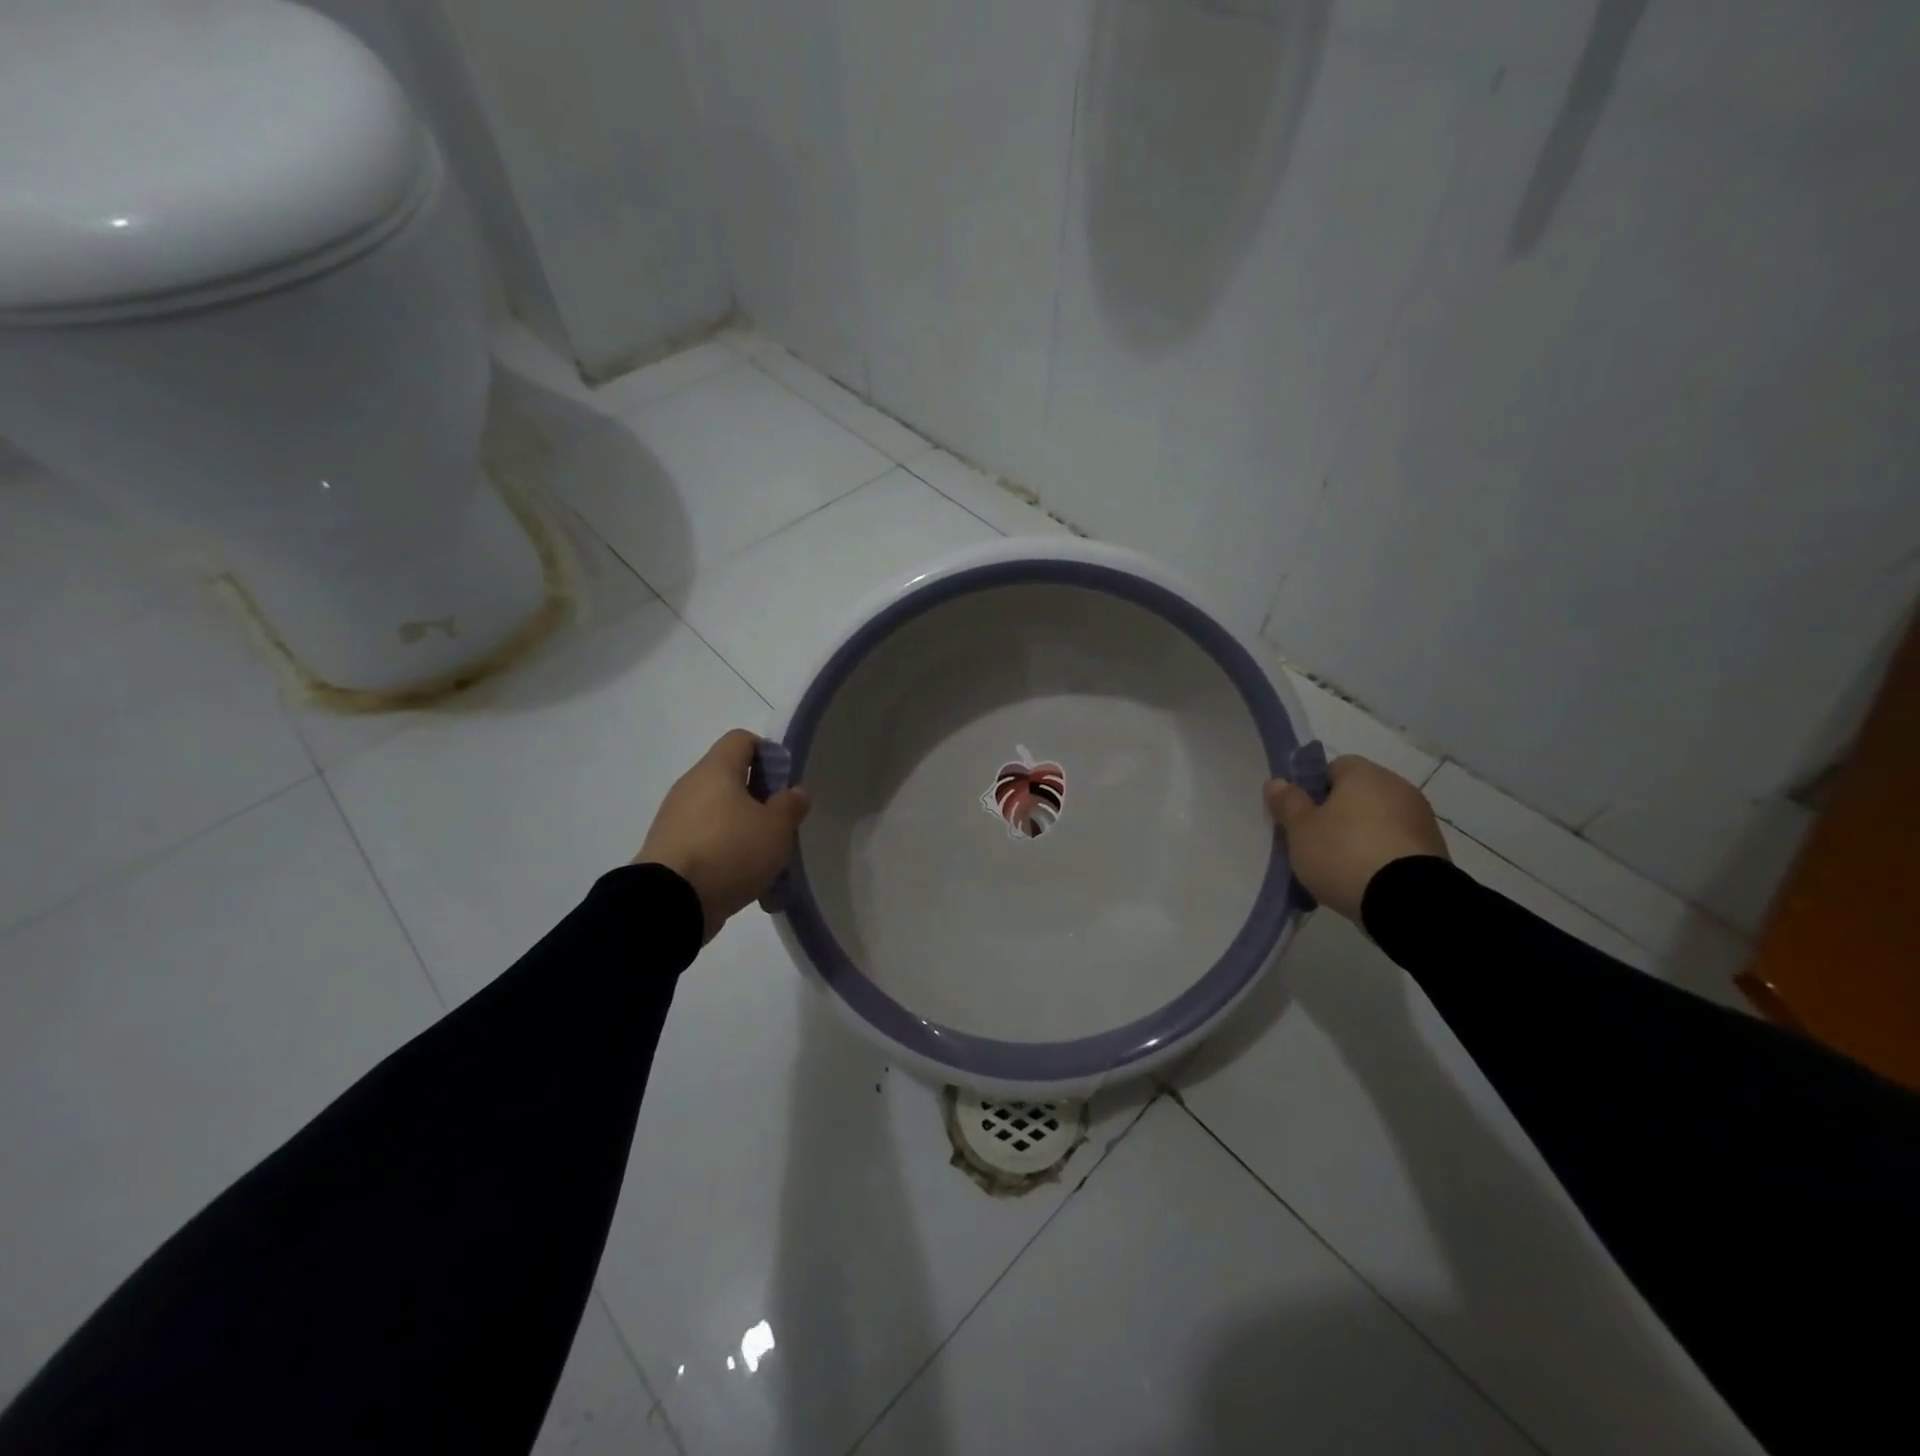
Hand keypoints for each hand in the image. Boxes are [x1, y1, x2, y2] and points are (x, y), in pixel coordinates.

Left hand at [637, 729, 810, 942]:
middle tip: (780, 826)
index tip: (784, 783)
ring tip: (765, 863)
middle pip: (730, 779)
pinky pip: (705, 843)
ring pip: (719, 814)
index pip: (742, 739)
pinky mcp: (668, 850)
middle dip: (759, 800)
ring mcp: (674, 819)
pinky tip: (743, 883)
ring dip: (743, 832)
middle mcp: (690, 786)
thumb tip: (793, 792)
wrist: (669, 902)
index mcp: (716, 770)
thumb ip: (790, 805)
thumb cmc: (730, 851)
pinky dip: (725, 856)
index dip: (768, 753)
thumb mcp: (776, 828)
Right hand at [1264, 755, 1447, 923]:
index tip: (1302, 816)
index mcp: (1365, 774)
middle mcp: (1398, 787)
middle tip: (1315, 843)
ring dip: (1361, 837)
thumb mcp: (1300, 829)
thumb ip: (1287, 803)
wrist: (1408, 901)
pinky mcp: (1435, 851)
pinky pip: (1396, 846)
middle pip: (1358, 795)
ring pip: (1379, 821)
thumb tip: (1277, 782)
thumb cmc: (1343, 853)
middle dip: (1337, 815)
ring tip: (1340, 869)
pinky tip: (1366, 881)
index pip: (1334, 767)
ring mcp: (1421, 820)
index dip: (1313, 789)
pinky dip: (1382, 857)